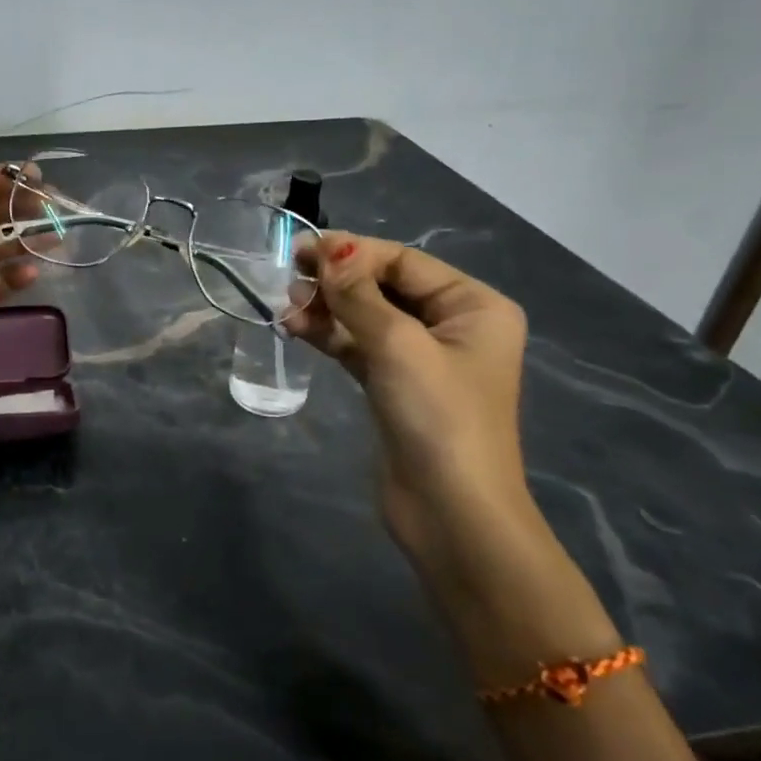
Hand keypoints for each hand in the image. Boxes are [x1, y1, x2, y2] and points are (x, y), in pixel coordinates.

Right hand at [289, 233, 535, 567]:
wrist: (452, 512)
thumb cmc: (438, 417)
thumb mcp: (397, 346)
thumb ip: (358, 294)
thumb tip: (328, 248)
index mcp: (474, 306)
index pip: (403, 262)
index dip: (352, 253)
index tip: (300, 252)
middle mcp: (452, 325)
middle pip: (383, 286)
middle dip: (336, 282)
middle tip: (289, 282)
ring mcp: (422, 357)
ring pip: (366, 316)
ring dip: (327, 309)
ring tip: (287, 310)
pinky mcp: (395, 385)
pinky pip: (358, 345)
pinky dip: (329, 335)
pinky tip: (296, 329)